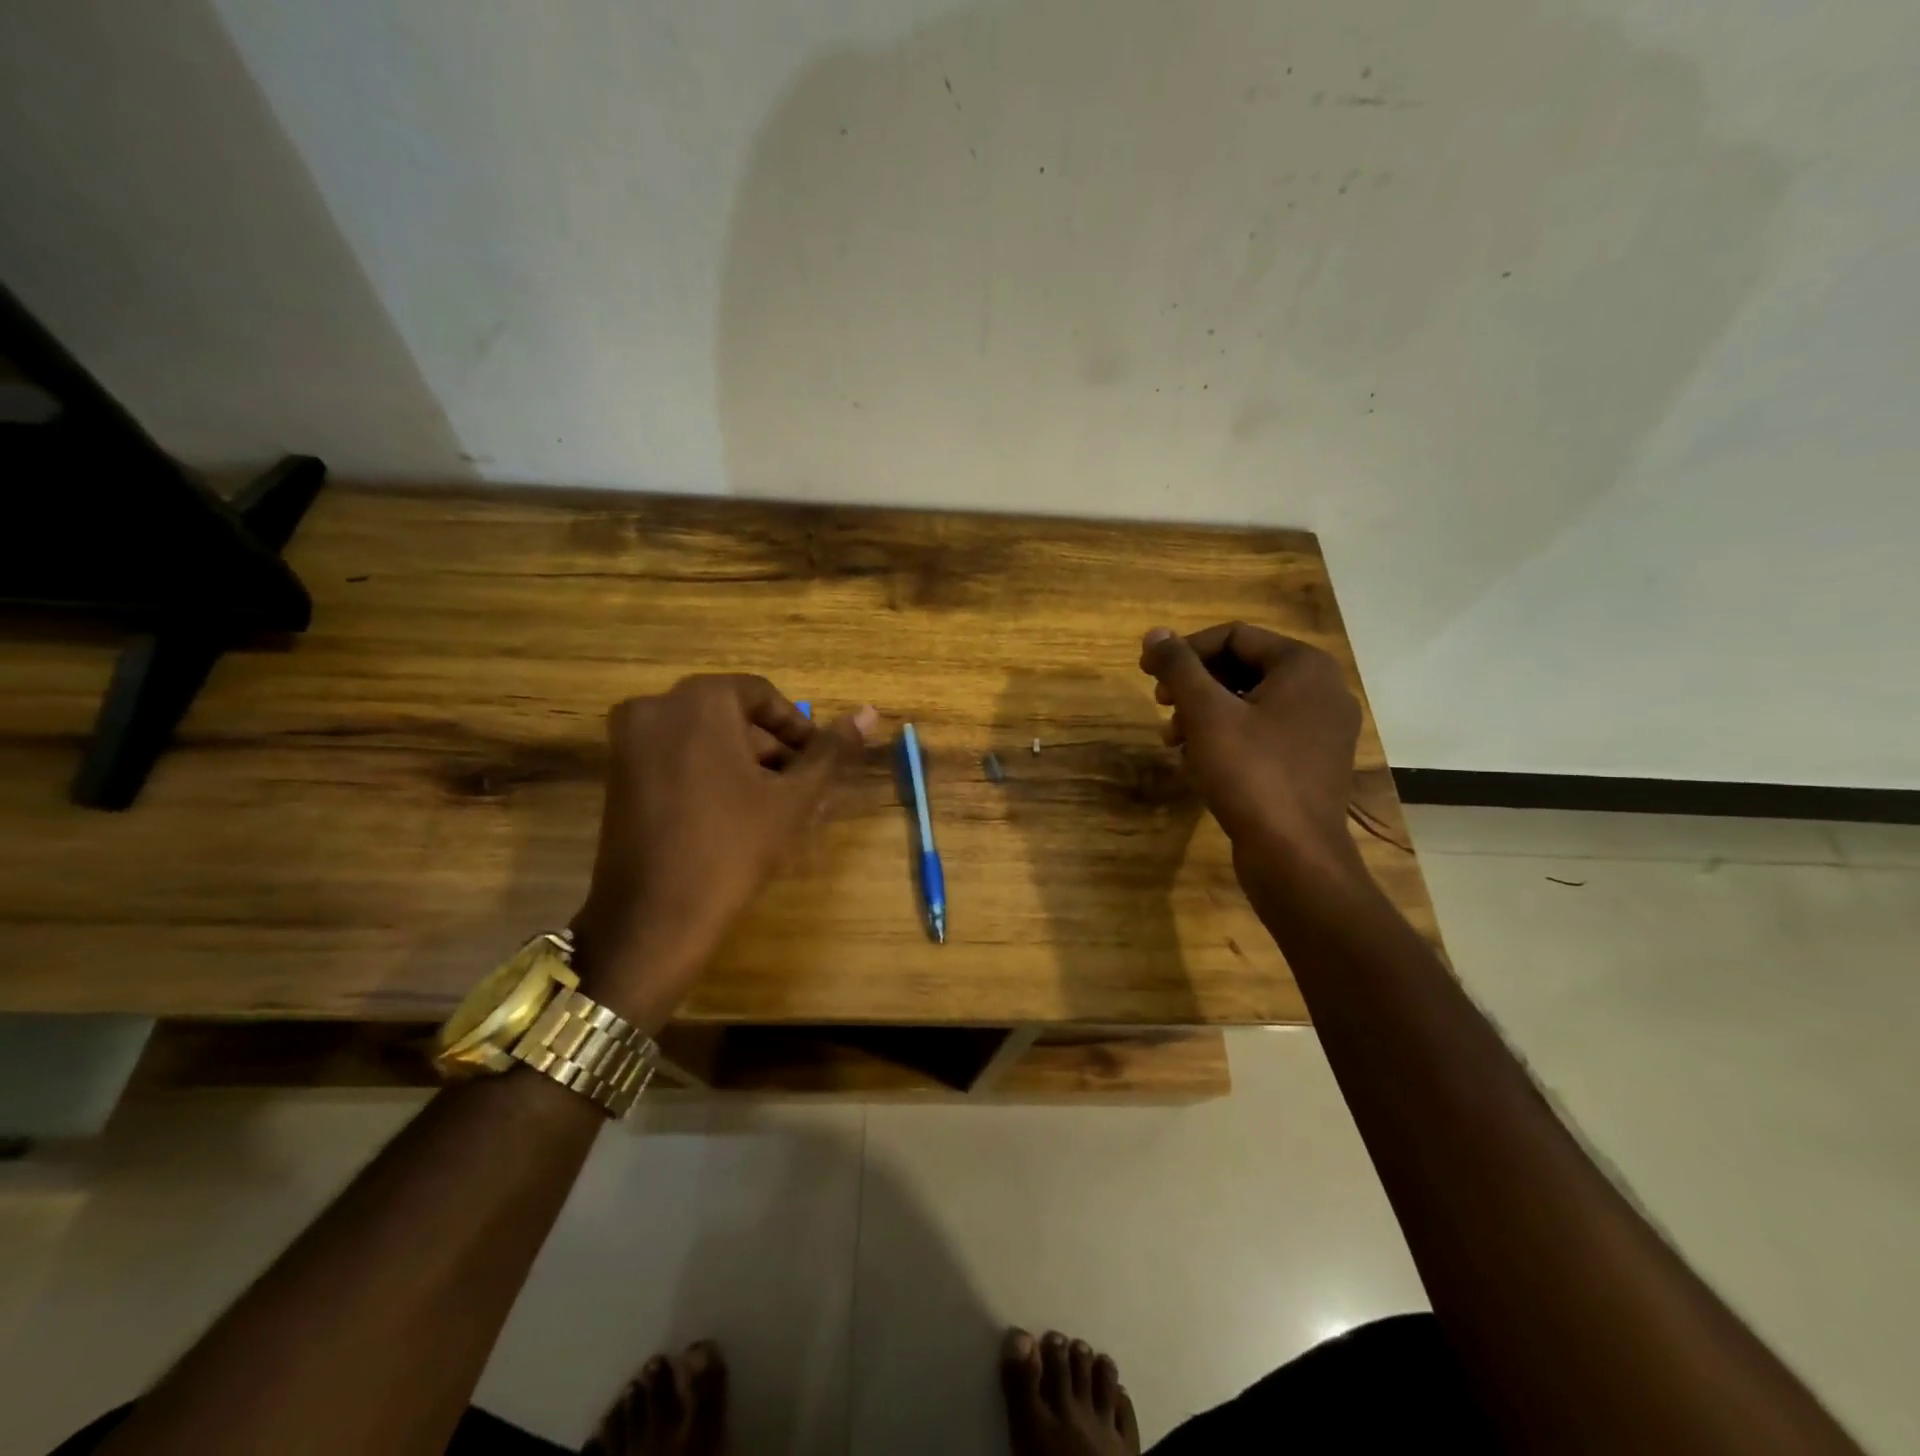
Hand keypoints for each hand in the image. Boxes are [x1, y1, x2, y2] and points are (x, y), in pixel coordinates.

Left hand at [570, 675, 877, 1029]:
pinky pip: (676, 758)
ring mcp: (629, 741)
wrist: (654, 917)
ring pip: (704, 739)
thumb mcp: (792, 798)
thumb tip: (869, 713)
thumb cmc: (733, 847)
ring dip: (744, 764)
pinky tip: (737, 813)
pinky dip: (710, 774)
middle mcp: (655, 707)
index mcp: (699, 700)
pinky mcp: (617, 774)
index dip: (797, 728)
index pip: (762, 695)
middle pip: (731, 716)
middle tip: (801, 789)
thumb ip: (830, 751)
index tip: (817, 763)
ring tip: (777, 807)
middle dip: (772, 750)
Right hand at [1138, 622, 1362, 883]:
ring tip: (1172, 740)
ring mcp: (1321, 730)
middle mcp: (1322, 691)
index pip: (1234, 637)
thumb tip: (1155, 633)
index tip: (1147, 672)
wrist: (1295, 856)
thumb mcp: (1206, 713)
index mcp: (1305, 667)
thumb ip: (1179, 667)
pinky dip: (1227, 739)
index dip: (1185, 650)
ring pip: (1250, 704)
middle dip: (1194, 686)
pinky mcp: (1312, 764)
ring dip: (1204, 714)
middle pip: (1243, 668)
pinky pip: (1263, 735)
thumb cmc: (1251, 773)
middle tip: (1160, 705)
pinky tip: (1196, 764)